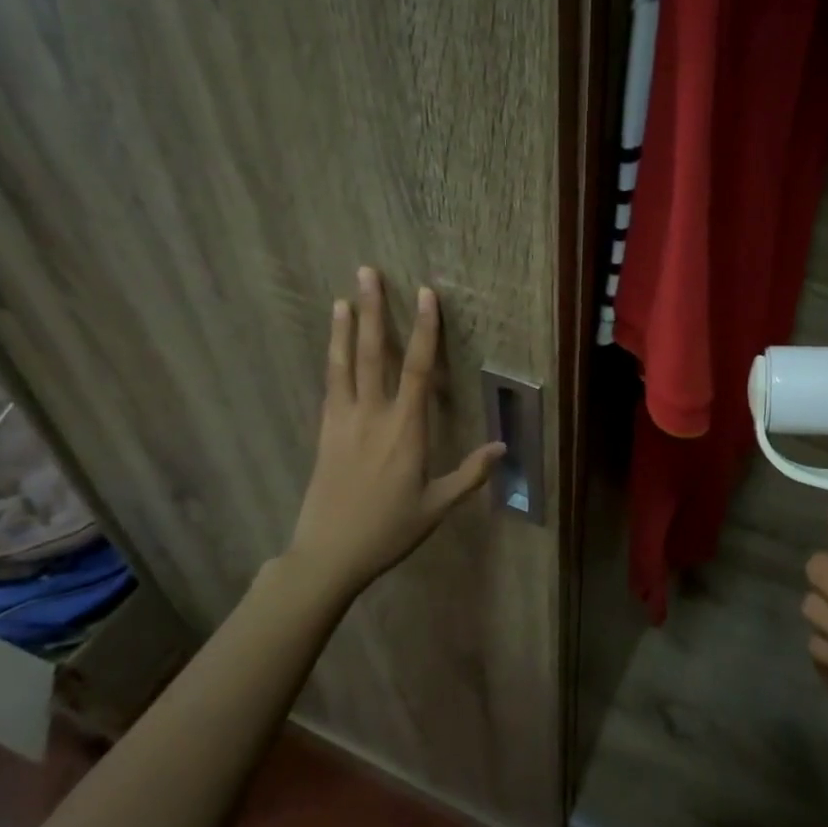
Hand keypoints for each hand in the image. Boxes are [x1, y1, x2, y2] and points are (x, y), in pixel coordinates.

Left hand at [286, 267, 505, 594]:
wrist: (328, 554)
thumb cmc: (389, 530)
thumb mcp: (437, 507)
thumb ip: (470, 474)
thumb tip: (502, 446)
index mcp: (406, 430)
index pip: (419, 369)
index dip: (425, 329)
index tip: (425, 295)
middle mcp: (373, 415)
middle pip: (375, 353)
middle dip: (375, 311)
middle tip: (368, 272)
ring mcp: (344, 421)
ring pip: (345, 364)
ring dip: (346, 327)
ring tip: (345, 296)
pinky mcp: (325, 431)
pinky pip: (331, 385)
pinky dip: (333, 358)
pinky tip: (334, 343)